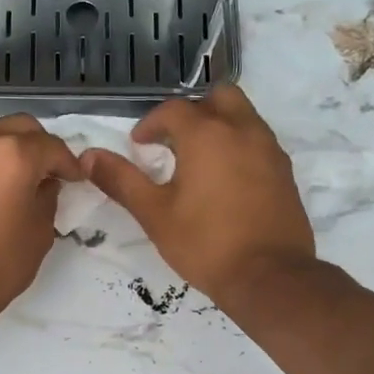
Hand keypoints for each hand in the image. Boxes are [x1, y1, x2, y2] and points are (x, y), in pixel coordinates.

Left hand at [0, 115, 80, 317]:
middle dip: (40, 146)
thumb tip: (44, 183)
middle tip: (49, 174)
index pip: (52, 146)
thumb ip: (48, 197)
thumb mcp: (39, 232)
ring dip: (10, 149)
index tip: (76, 179)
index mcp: (13, 154)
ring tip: (18, 180)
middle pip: (20, 127)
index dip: (69, 163)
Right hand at [83, 85, 315, 307]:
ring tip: (198, 161)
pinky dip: (239, 146)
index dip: (150, 123)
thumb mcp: (154, 214)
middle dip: (193, 110)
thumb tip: (88, 157)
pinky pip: (259, 142)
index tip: (138, 145)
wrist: (269, 276)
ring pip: (244, 116)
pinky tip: (225, 180)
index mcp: (206, 134)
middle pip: (218, 97)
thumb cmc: (205, 244)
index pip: (173, 110)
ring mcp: (269, 150)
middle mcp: (243, 130)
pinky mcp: (285, 172)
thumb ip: (121, 180)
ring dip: (219, 125)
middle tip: (174, 140)